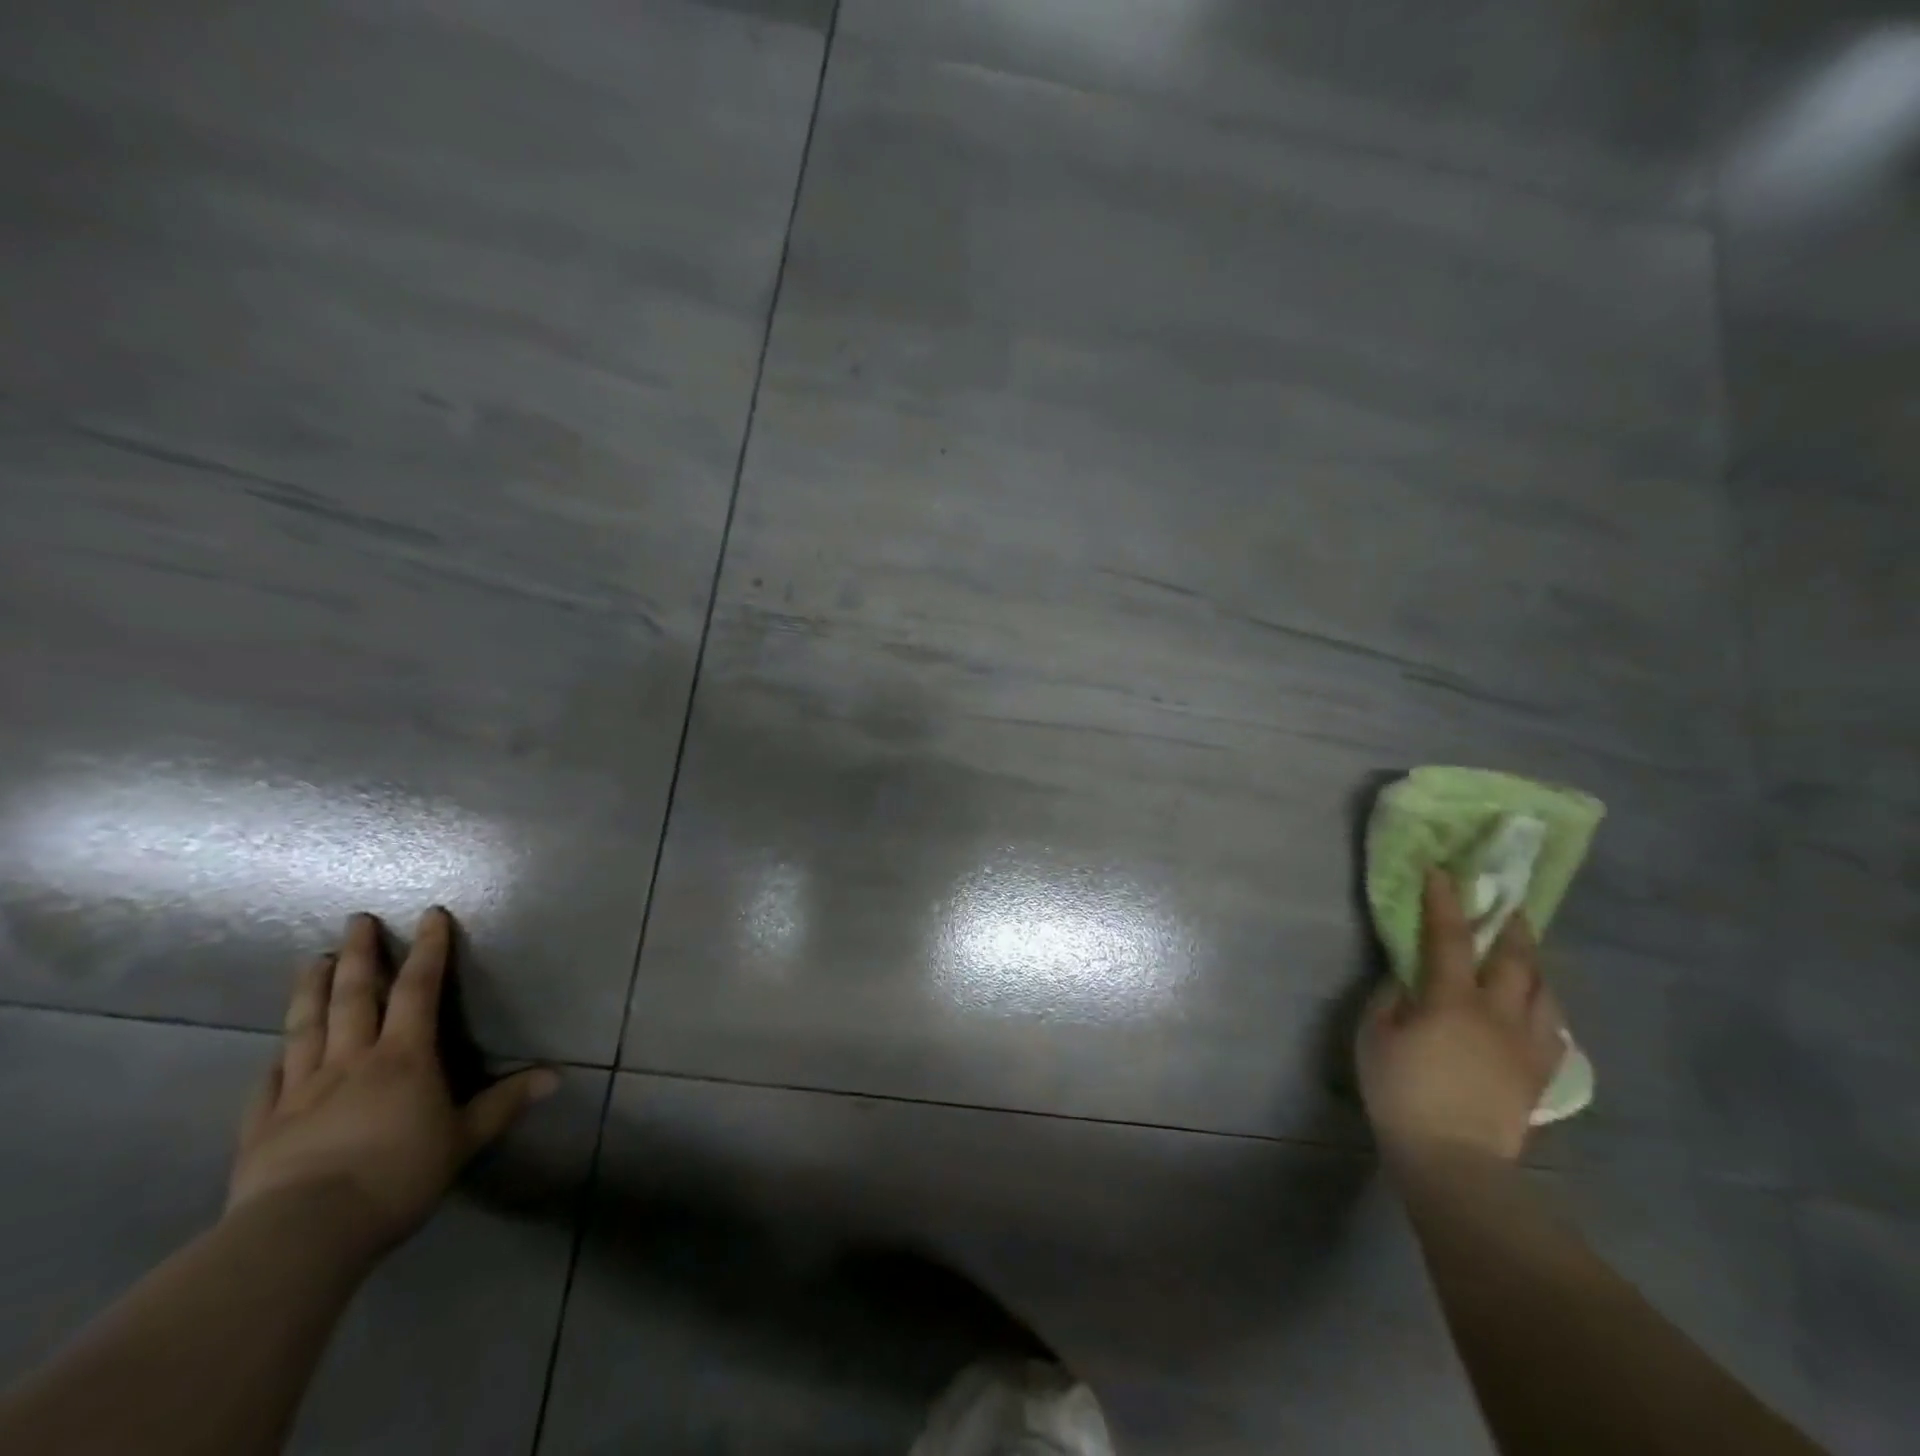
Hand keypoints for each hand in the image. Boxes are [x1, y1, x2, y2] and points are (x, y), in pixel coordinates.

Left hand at [227, 909, 557, 1255]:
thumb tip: (556, 1076)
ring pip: (306, 1027)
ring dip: (311, 990)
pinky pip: (268, 1083)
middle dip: (361, 954)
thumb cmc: (398, 1176)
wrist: (303, 1232)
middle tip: (356, 920)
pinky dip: (275, 1060)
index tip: (429, 915)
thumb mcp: (464, 1139)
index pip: (419, 990)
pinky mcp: (262, 1126)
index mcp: (403, 1057)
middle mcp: (351, 1061)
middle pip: (354, 997)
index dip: (428, 950)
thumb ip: (505, 1103)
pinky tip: (274, 1053)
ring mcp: (300, 1090)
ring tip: (315, 960)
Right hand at [1357, 870, 1565, 1163]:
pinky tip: (1541, 1007)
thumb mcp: (1374, 1035)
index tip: (1443, 872)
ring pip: (1545, 992)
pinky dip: (1547, 1007)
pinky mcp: (1539, 1073)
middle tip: (1508, 905)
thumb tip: (1408, 978)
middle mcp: (1498, 1014)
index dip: (1445, 901)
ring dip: (1535, 964)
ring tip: (1526, 952)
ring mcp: (1526, 1045)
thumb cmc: (1401, 1091)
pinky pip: (1554, 1029)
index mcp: (1453, 1000)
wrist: (1453, 1159)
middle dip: (1511, 926)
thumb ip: (1391, 998)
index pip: (1449, 937)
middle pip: (1515, 959)